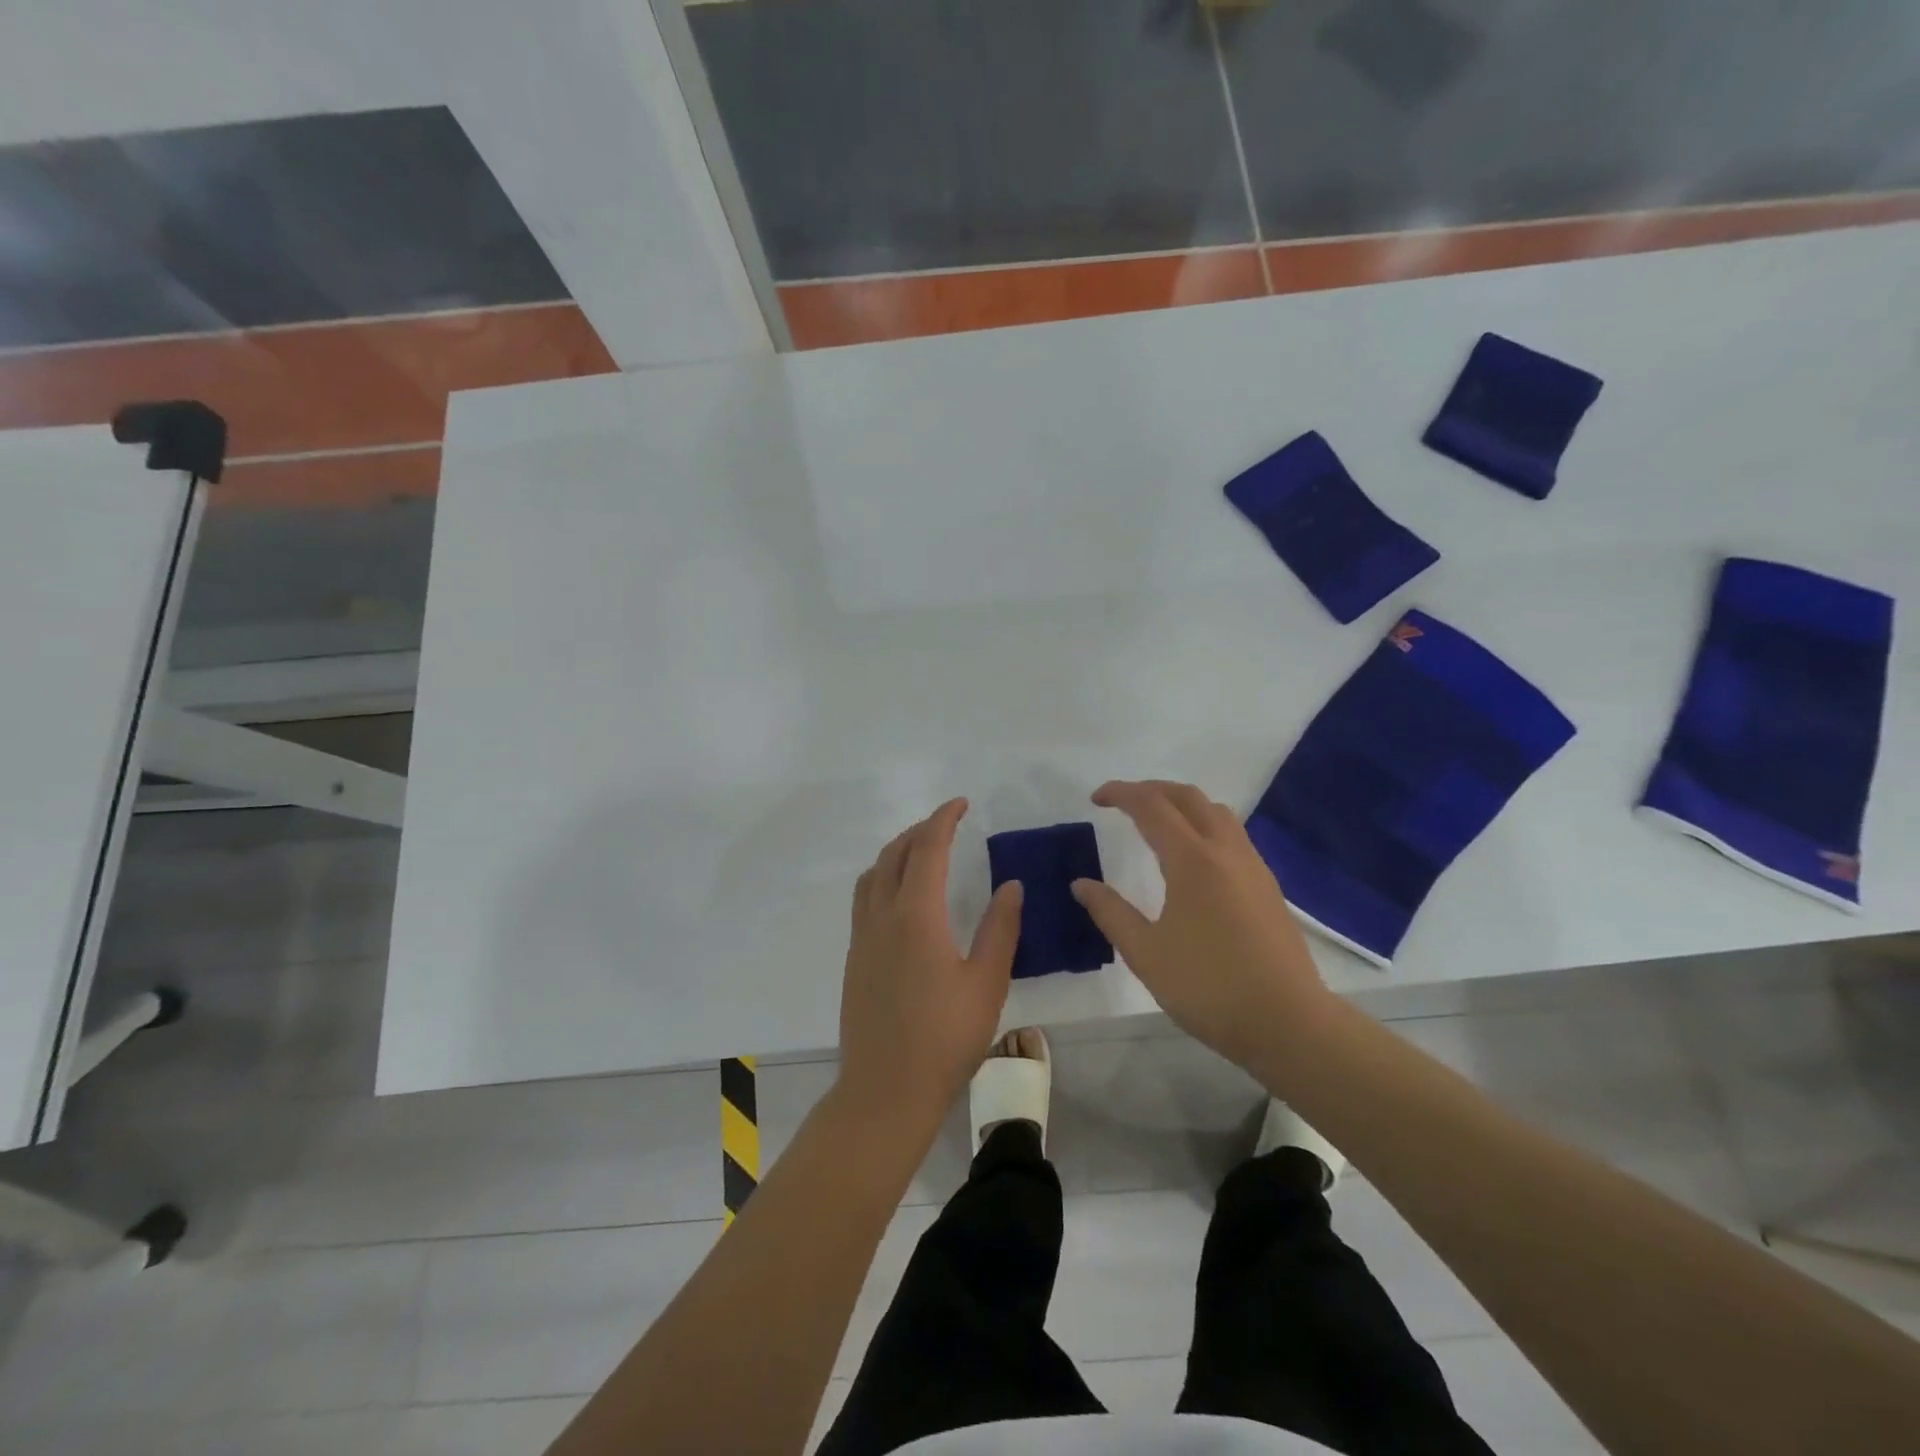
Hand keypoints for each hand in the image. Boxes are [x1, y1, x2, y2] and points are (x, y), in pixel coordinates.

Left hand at [837, 799, 1023, 1125]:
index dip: (943, 819)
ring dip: (896, 852)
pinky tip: (904, 899)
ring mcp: (862, 938)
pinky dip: (884, 877)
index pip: (927, 849)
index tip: (961, 804)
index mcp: (916, 915)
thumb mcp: (987, 983)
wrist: (886, 1090)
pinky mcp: (855, 959)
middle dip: (919, 830)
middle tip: (947, 824)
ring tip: (923, 852)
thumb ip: (1000, 928)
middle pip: (894, 854)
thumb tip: (1010, 885)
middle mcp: (882, 916)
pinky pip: (865, 898)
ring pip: (873, 874)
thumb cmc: (945, 1038)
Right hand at [1072, 780, 1330, 1072]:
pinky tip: (1192, 859)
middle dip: (1152, 790)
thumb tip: (1082, 885)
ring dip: (1183, 805)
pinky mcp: (1268, 887)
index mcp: (1192, 860)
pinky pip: (1233, 836)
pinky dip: (1204, 826)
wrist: (1288, 1023)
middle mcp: (1225, 851)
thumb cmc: (1209, 987)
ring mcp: (1253, 867)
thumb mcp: (1146, 953)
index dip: (1121, 794)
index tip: (1096, 798)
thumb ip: (1111, 912)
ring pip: (1217, 813)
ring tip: (1158, 823)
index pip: (1152, 806)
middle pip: (1188, 797)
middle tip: (1123, 803)